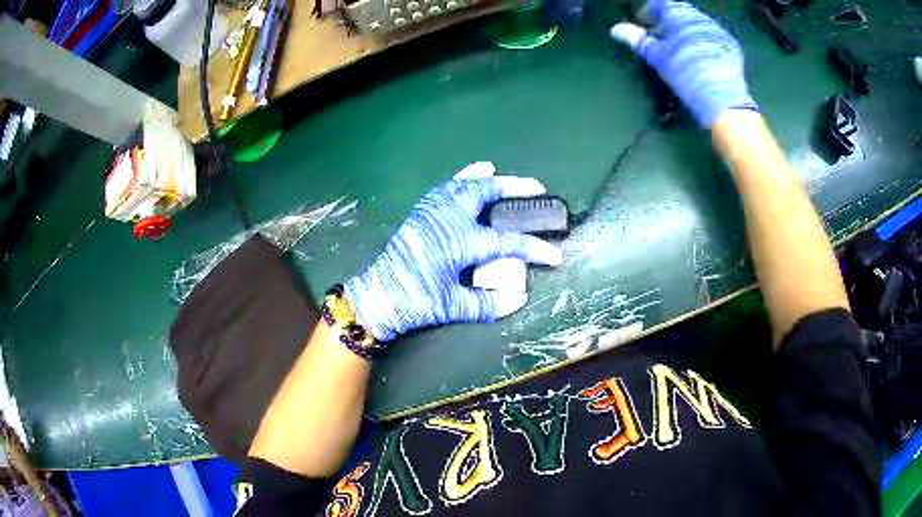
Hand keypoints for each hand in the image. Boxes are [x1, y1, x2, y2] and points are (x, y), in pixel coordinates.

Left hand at [344, 168, 563, 341]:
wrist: (376, 296)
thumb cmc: (414, 303)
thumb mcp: (453, 307)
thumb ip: (488, 304)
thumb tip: (519, 299)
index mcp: (460, 242)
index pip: (508, 242)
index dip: (535, 249)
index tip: (555, 256)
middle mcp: (448, 219)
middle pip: (487, 192)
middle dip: (515, 188)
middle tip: (537, 187)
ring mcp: (432, 211)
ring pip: (464, 184)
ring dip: (487, 178)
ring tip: (502, 175)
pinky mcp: (420, 213)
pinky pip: (445, 188)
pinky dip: (461, 179)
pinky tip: (469, 177)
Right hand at [610, 0, 757, 126]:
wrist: (722, 97)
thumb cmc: (685, 72)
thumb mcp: (658, 57)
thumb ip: (638, 40)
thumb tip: (616, 29)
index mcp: (678, 14)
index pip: (660, 3)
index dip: (650, 11)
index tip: (646, 23)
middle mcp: (698, 17)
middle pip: (680, 11)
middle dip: (670, 20)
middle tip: (662, 36)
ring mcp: (717, 30)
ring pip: (697, 23)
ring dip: (687, 30)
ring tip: (681, 47)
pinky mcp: (731, 46)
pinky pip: (712, 36)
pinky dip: (703, 40)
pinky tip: (701, 56)